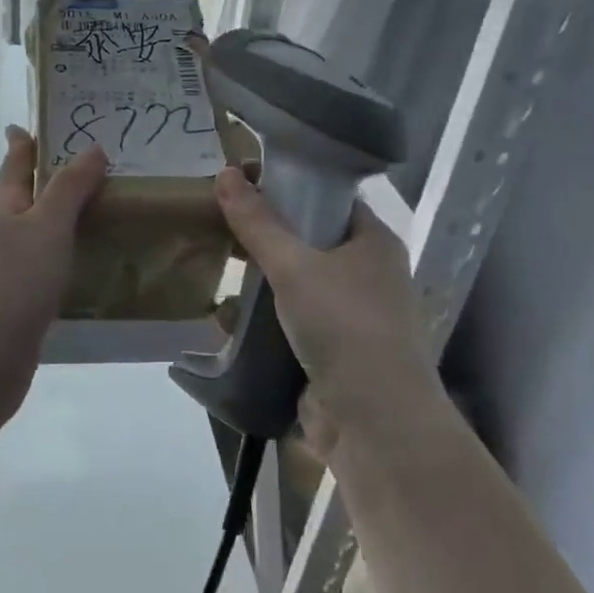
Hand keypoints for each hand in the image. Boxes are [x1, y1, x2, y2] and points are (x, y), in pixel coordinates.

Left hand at [0, 127, 107, 411]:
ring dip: (68, 221)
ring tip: (110, 210)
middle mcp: (6, 238)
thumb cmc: (11, 283)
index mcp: (6, 211)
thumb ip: (68, 189)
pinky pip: (54, 272)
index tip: (32, 122)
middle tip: (99, 166)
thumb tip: (92, 147)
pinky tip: (97, 265)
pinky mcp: (25, 307)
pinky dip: (73, 261)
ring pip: (44, 237)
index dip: (23, 142)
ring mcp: (13, 275)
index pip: (14, 166)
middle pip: (28, 200)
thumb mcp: (44, 227)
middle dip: (54, 181)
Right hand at [214, 166, 440, 453]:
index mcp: (373, 242)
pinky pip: (292, 321)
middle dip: (266, 235)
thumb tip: (226, 172)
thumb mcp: (294, 265)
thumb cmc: (343, 326)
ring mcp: (352, 315)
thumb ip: (257, 222)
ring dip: (261, 279)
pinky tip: (230, 314)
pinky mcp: (333, 350)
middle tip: (221, 224)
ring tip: (219, 265)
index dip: (289, 187)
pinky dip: (264, 317)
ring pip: (298, 283)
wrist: (373, 420)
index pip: (329, 199)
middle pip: (310, 240)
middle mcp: (369, 274)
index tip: (243, 183)